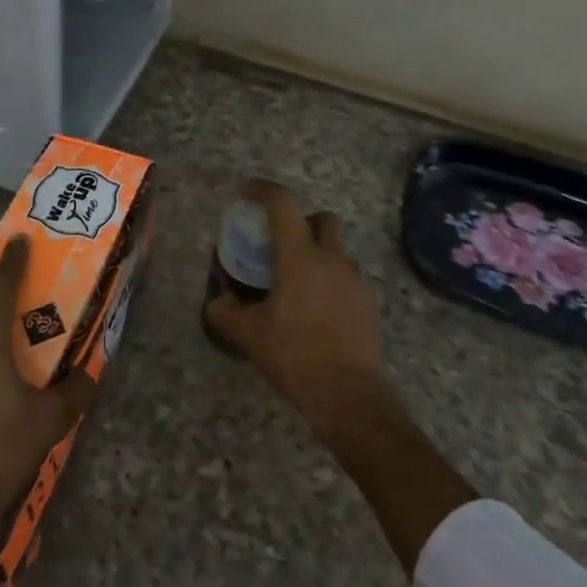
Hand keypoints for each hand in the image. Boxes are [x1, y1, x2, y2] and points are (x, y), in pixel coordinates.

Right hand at [203, 181, 393, 446]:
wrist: (349, 395)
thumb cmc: (294, 356)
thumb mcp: (248, 335)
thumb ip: (225, 313)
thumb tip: (218, 302)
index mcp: (299, 257)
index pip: (283, 204)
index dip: (263, 190)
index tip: (246, 193)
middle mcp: (331, 259)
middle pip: (323, 218)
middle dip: (303, 221)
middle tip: (281, 244)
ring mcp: (355, 280)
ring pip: (337, 250)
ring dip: (318, 255)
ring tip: (297, 285)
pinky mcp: (368, 303)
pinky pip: (347, 278)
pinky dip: (331, 282)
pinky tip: (317, 312)